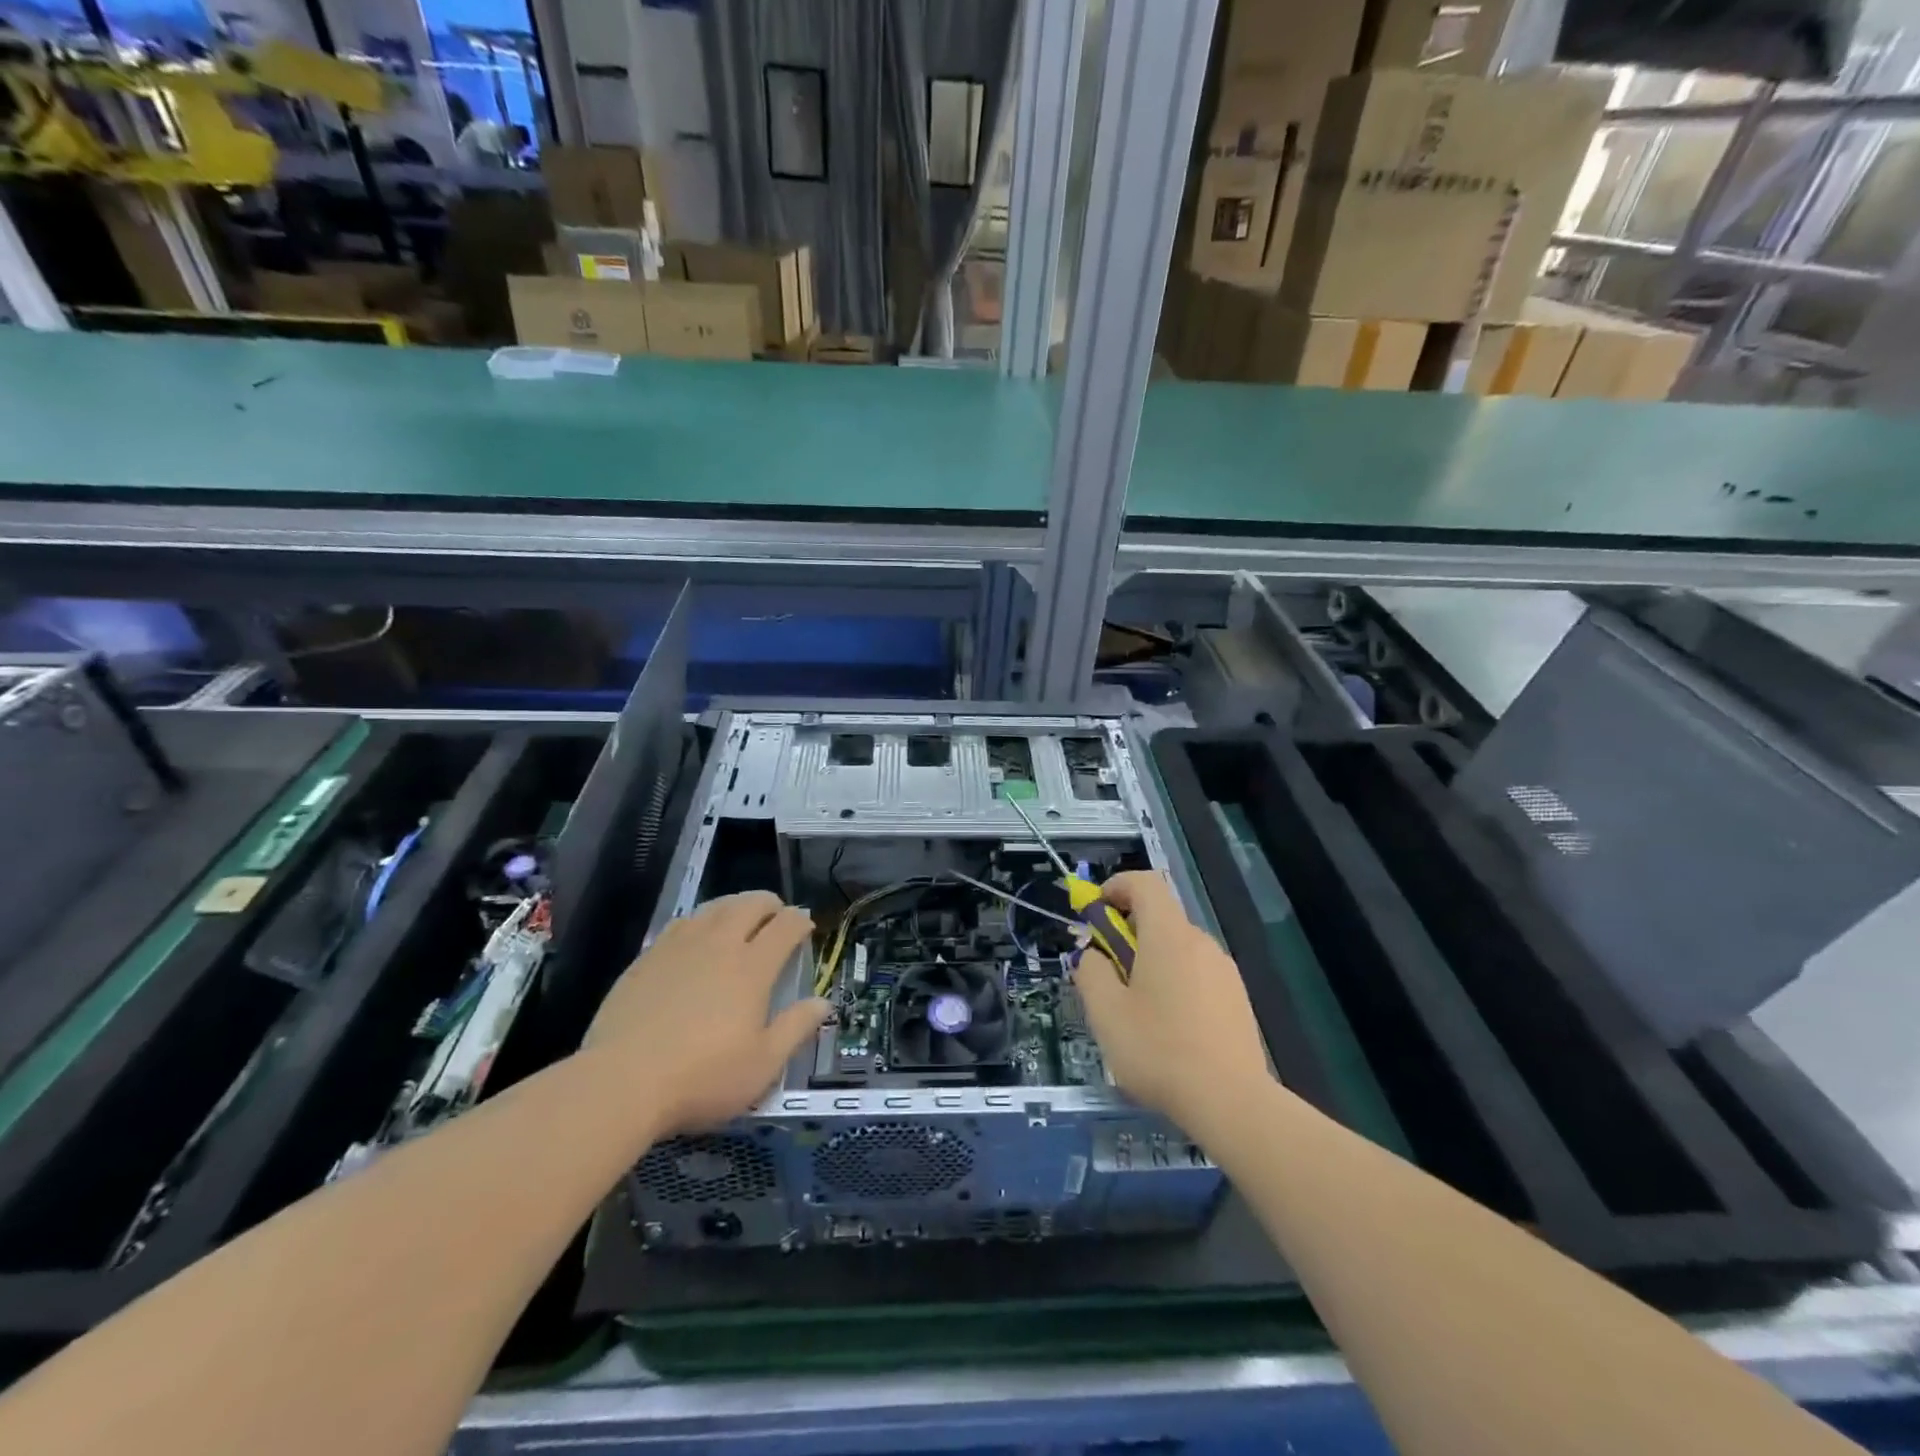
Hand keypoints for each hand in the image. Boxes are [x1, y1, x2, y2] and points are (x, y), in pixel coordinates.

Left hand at [581, 891, 828, 1137]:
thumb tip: (823, 1003)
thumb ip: (796, 1028)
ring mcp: (680, 947)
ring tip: (740, 919)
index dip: (800, 921)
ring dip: (735, 906)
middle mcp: (719, 945)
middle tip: (777, 916)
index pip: (785, 926)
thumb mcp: (762, 1065)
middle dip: (770, 904)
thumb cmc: (702, 1078)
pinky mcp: (647, 957)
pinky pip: (682, 923)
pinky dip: (701, 921)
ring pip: (714, 907)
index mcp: (752, 968)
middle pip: (749, 904)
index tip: (806, 927)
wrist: (621, 1082)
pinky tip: (696, 938)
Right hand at [1074, 871, 1272, 1134]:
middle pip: (1160, 917)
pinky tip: (1167, 1030)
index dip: (1116, 887)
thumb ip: (1091, 972)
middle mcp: (1201, 942)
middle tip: (1106, 973)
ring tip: (1134, 1010)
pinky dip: (1174, 983)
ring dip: (1150, 961)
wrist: (1232, 1102)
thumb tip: (1093, 957)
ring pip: (1178, 949)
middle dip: (1127, 933)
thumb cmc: (1159, 1050)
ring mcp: (1224, 971)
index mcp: (1168, 935)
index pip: (1145, 882)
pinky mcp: (1237, 999)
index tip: (1095, 914)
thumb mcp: (1106, 1012)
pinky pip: (1197, 974)